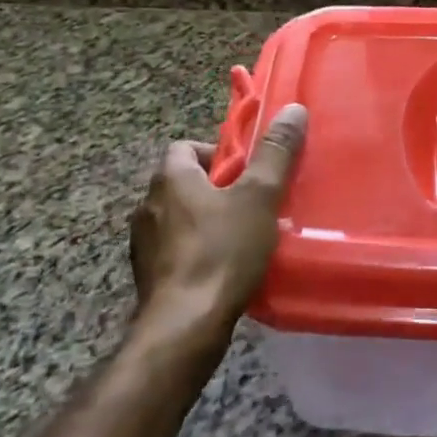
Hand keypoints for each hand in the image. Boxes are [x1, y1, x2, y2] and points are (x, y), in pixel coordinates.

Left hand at [128, 103, 307, 359]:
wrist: (184, 326)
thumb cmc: (222, 251)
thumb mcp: (259, 197)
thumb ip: (276, 153)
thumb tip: (293, 109)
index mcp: (170, 179)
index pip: (184, 147)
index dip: (216, 153)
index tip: (245, 170)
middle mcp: (147, 206)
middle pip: (183, 183)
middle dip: (216, 189)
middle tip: (251, 203)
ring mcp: (143, 245)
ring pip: (178, 219)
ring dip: (205, 222)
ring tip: (241, 237)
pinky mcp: (147, 277)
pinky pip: (174, 251)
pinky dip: (195, 252)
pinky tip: (222, 269)